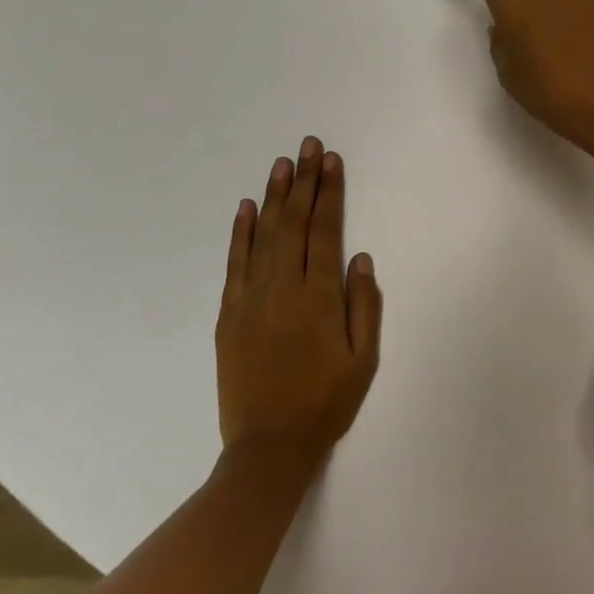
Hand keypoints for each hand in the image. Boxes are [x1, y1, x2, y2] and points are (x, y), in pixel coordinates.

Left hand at [217, 138, 382, 469]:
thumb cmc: (325, 403)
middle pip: (294, 223)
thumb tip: (361, 258)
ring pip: (264, 235)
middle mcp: (283, 288)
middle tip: (307, 145)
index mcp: (319, 298)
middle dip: (303, 180)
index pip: (325, 231)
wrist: (268, 448)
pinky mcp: (229, 314)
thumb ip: (364, 306)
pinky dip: (240, 233)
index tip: (331, 161)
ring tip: (282, 163)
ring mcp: (251, 299)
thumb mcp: (364, 360)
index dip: (329, 193)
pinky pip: (235, 263)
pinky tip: (246, 207)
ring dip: (274, 196)